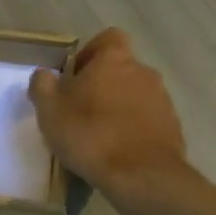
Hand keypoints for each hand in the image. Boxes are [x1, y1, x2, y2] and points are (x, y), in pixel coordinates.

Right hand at [29, 28, 186, 193]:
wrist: (141, 176)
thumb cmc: (90, 135)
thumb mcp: (49, 110)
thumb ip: (42, 85)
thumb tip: (45, 75)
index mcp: (115, 60)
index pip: (107, 38)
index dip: (90, 54)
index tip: (75, 78)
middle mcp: (144, 72)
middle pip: (120, 69)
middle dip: (102, 86)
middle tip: (80, 111)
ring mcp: (162, 100)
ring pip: (135, 95)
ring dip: (118, 108)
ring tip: (99, 137)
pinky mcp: (172, 127)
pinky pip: (148, 120)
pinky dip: (133, 130)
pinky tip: (118, 152)